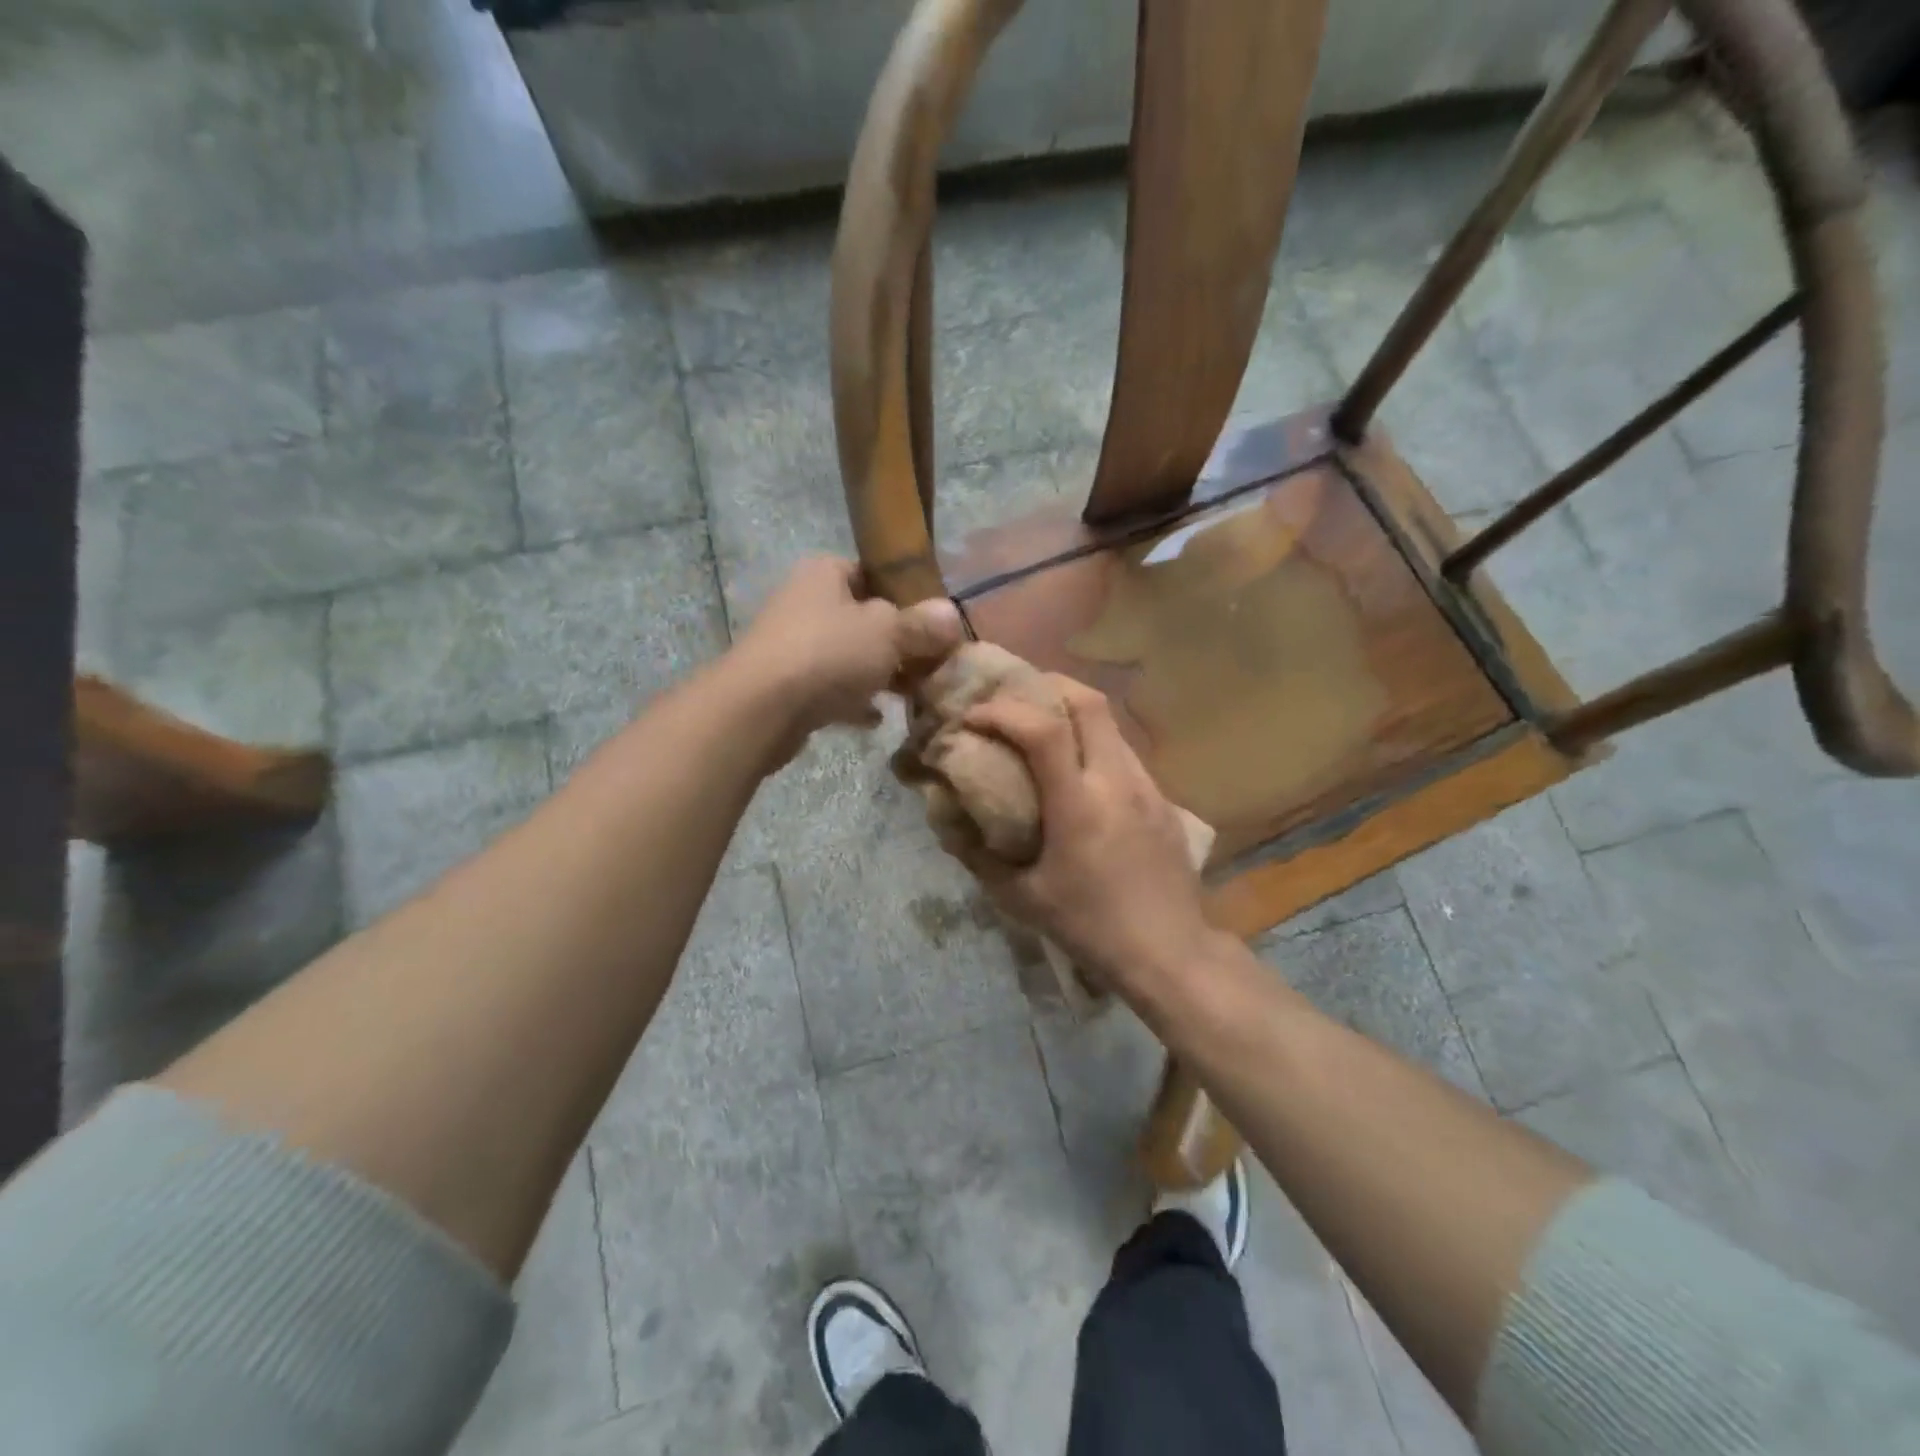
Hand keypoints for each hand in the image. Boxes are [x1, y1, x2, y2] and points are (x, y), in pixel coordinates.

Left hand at [735, 557, 963, 758]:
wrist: (761, 709)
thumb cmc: (828, 654)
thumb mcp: (887, 632)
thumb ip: (921, 624)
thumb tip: (952, 615)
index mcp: (824, 573)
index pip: (871, 572)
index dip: (905, 594)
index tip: (933, 621)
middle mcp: (804, 602)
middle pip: (862, 618)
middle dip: (896, 641)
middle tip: (931, 662)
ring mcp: (792, 644)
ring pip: (847, 655)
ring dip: (877, 674)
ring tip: (912, 692)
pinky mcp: (785, 685)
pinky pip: (830, 689)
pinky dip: (852, 701)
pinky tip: (876, 718)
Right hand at [963, 678, 1219, 999]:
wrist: (1170, 952)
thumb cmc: (1090, 927)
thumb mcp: (1022, 899)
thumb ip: (979, 856)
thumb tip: (949, 822)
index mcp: (1079, 806)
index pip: (1044, 731)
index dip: (1003, 712)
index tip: (974, 717)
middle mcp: (1117, 782)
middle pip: (1089, 703)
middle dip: (1048, 687)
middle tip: (1016, 697)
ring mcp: (1147, 787)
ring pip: (1111, 724)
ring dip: (1074, 713)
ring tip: (1045, 728)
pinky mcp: (1164, 800)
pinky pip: (1125, 753)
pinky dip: (1095, 743)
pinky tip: (1081, 772)